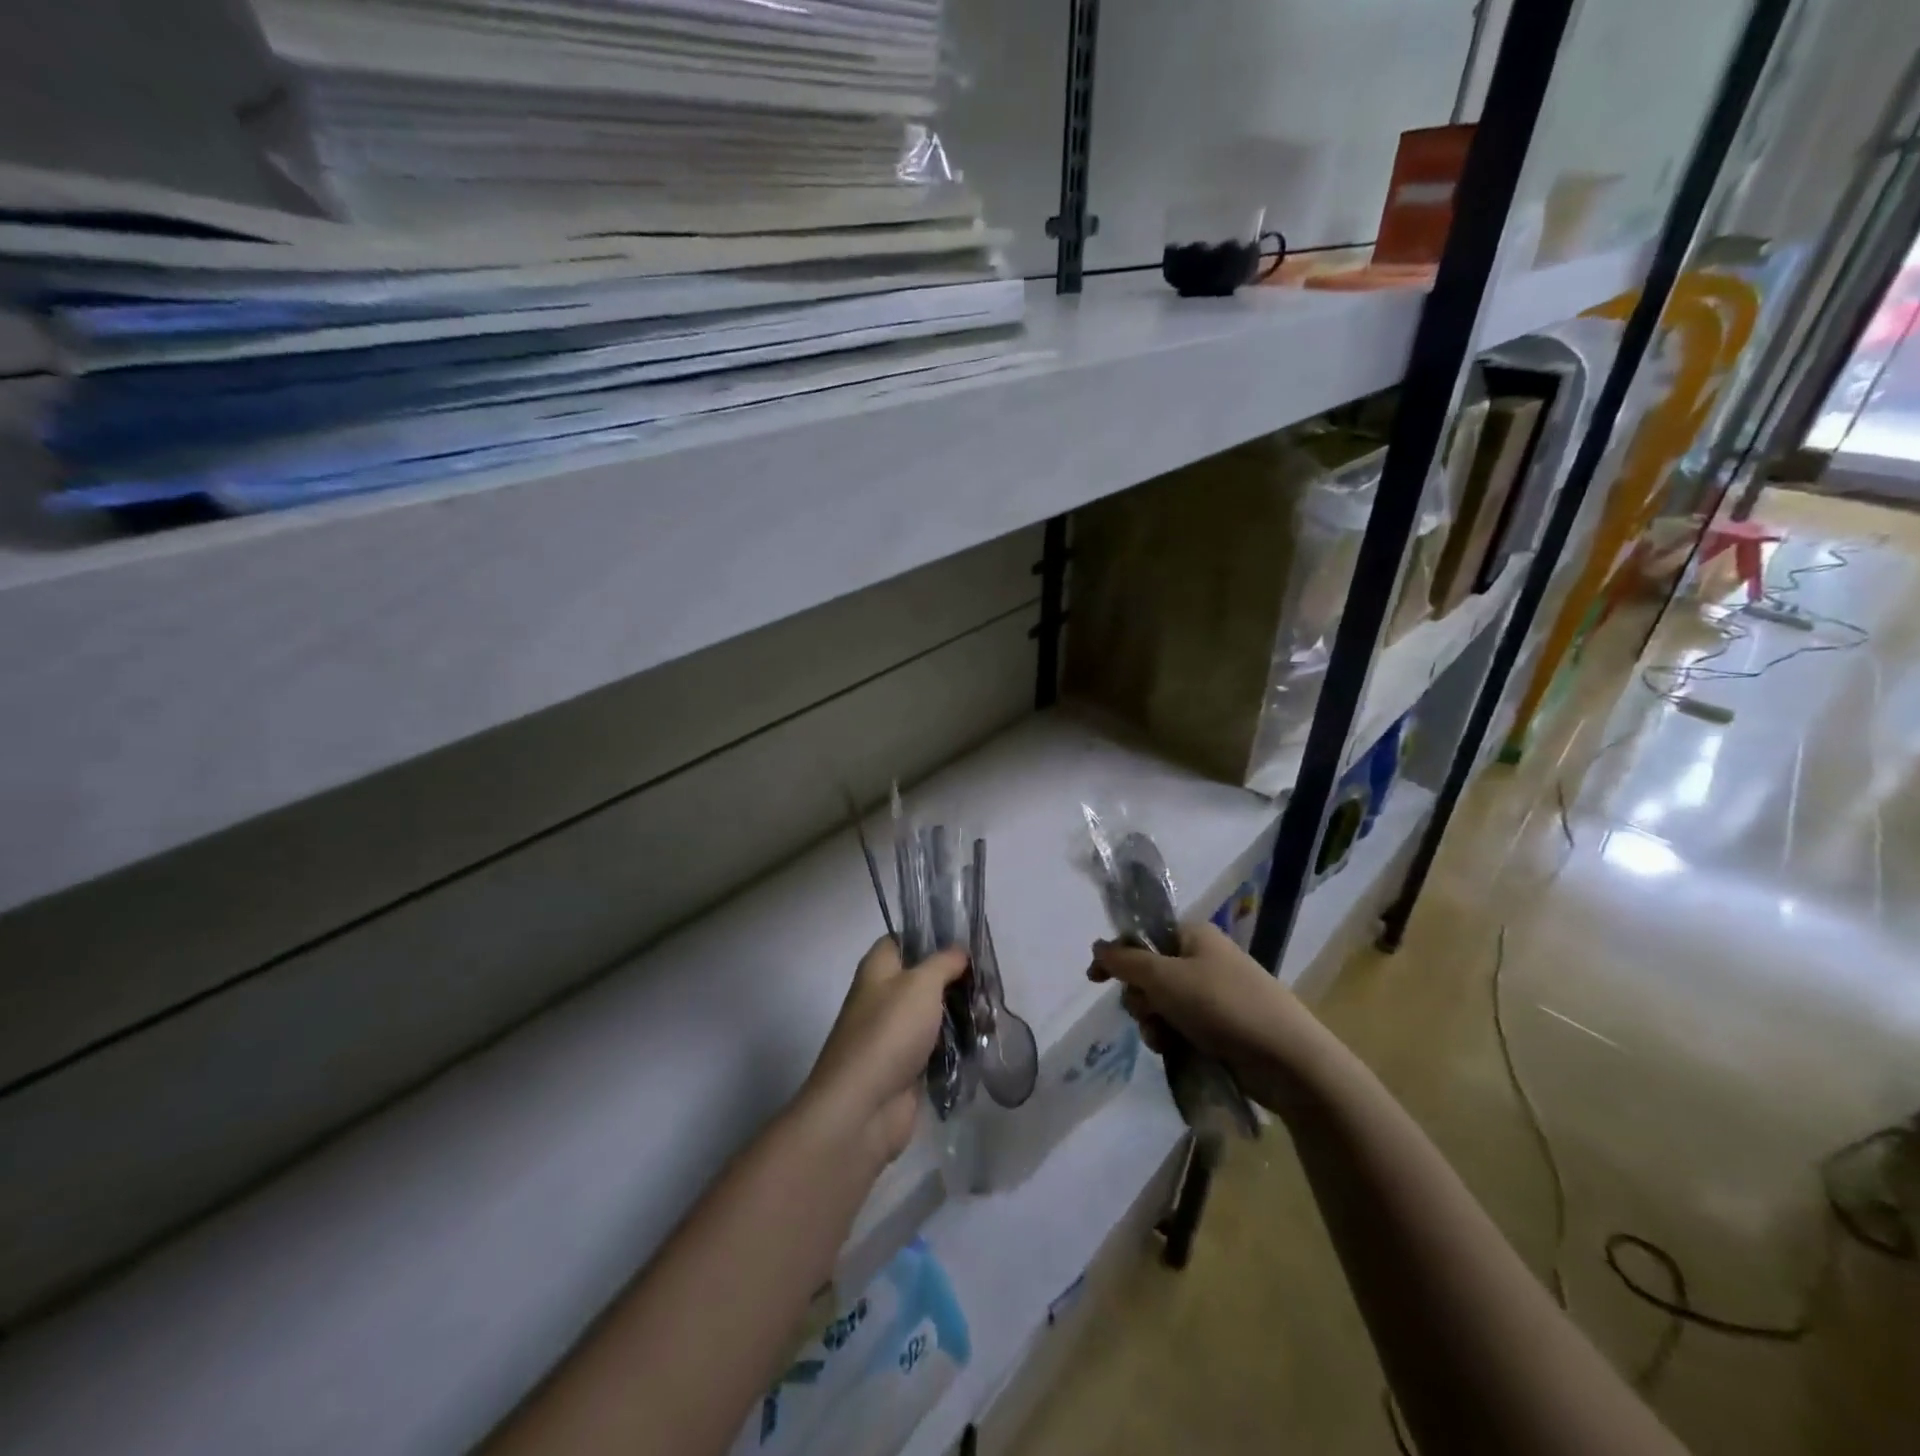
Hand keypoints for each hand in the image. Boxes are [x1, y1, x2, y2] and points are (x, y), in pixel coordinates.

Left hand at [803, 937, 967, 1169]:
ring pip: (933, 1015)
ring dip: (960, 1015)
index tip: (965, 942)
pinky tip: (983, 1041)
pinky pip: (937, 1048)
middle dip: (955, 979)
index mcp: (877, 969)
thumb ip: (944, 962)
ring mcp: (894, 1035)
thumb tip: (959, 951)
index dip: (931, 938)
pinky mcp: (907, 1068)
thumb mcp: (921, 984)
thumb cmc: (889, 1032)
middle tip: (989, 980)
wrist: (863, 1108)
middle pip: (923, 979)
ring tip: (992, 1014)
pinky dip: (957, 1046)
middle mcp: (883, 997)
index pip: (903, 940)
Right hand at [1088, 922, 1319, 1099]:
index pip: (1141, 937)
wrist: (1287, 1058)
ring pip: (1161, 1004)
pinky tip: (1174, 1051)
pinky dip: (1172, 1037)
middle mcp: (1202, 958)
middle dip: (1139, 998)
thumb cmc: (1222, 1006)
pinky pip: (1181, 1025)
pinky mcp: (1221, 1025)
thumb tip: (1097, 945)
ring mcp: (1213, 993)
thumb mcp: (1164, 977)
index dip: (1116, 956)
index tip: (1094, 979)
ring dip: (1153, 1022)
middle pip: (1148, 973)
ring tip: (1164, 1040)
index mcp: (1192, 935)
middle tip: (1149, 1013)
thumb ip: (1125, 960)